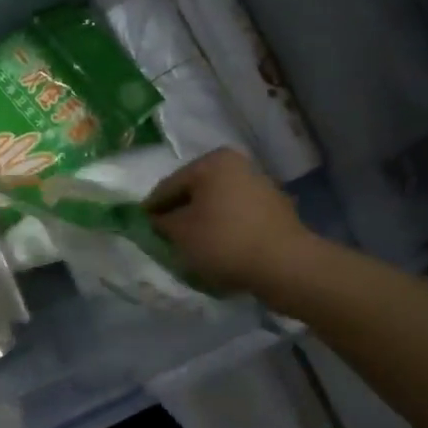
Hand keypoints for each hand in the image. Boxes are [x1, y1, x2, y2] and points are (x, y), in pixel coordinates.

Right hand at [146, 149, 323, 296]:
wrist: (286, 266)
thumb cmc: (225, 241)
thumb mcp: (181, 232)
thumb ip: (162, 222)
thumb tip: (157, 219)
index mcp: (213, 162)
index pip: (170, 185)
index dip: (153, 207)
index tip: (141, 224)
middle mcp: (238, 166)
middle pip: (196, 192)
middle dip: (180, 213)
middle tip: (164, 236)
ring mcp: (260, 187)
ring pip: (217, 205)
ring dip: (202, 222)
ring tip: (190, 247)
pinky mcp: (275, 211)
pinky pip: (237, 218)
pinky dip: (224, 230)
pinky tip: (217, 250)